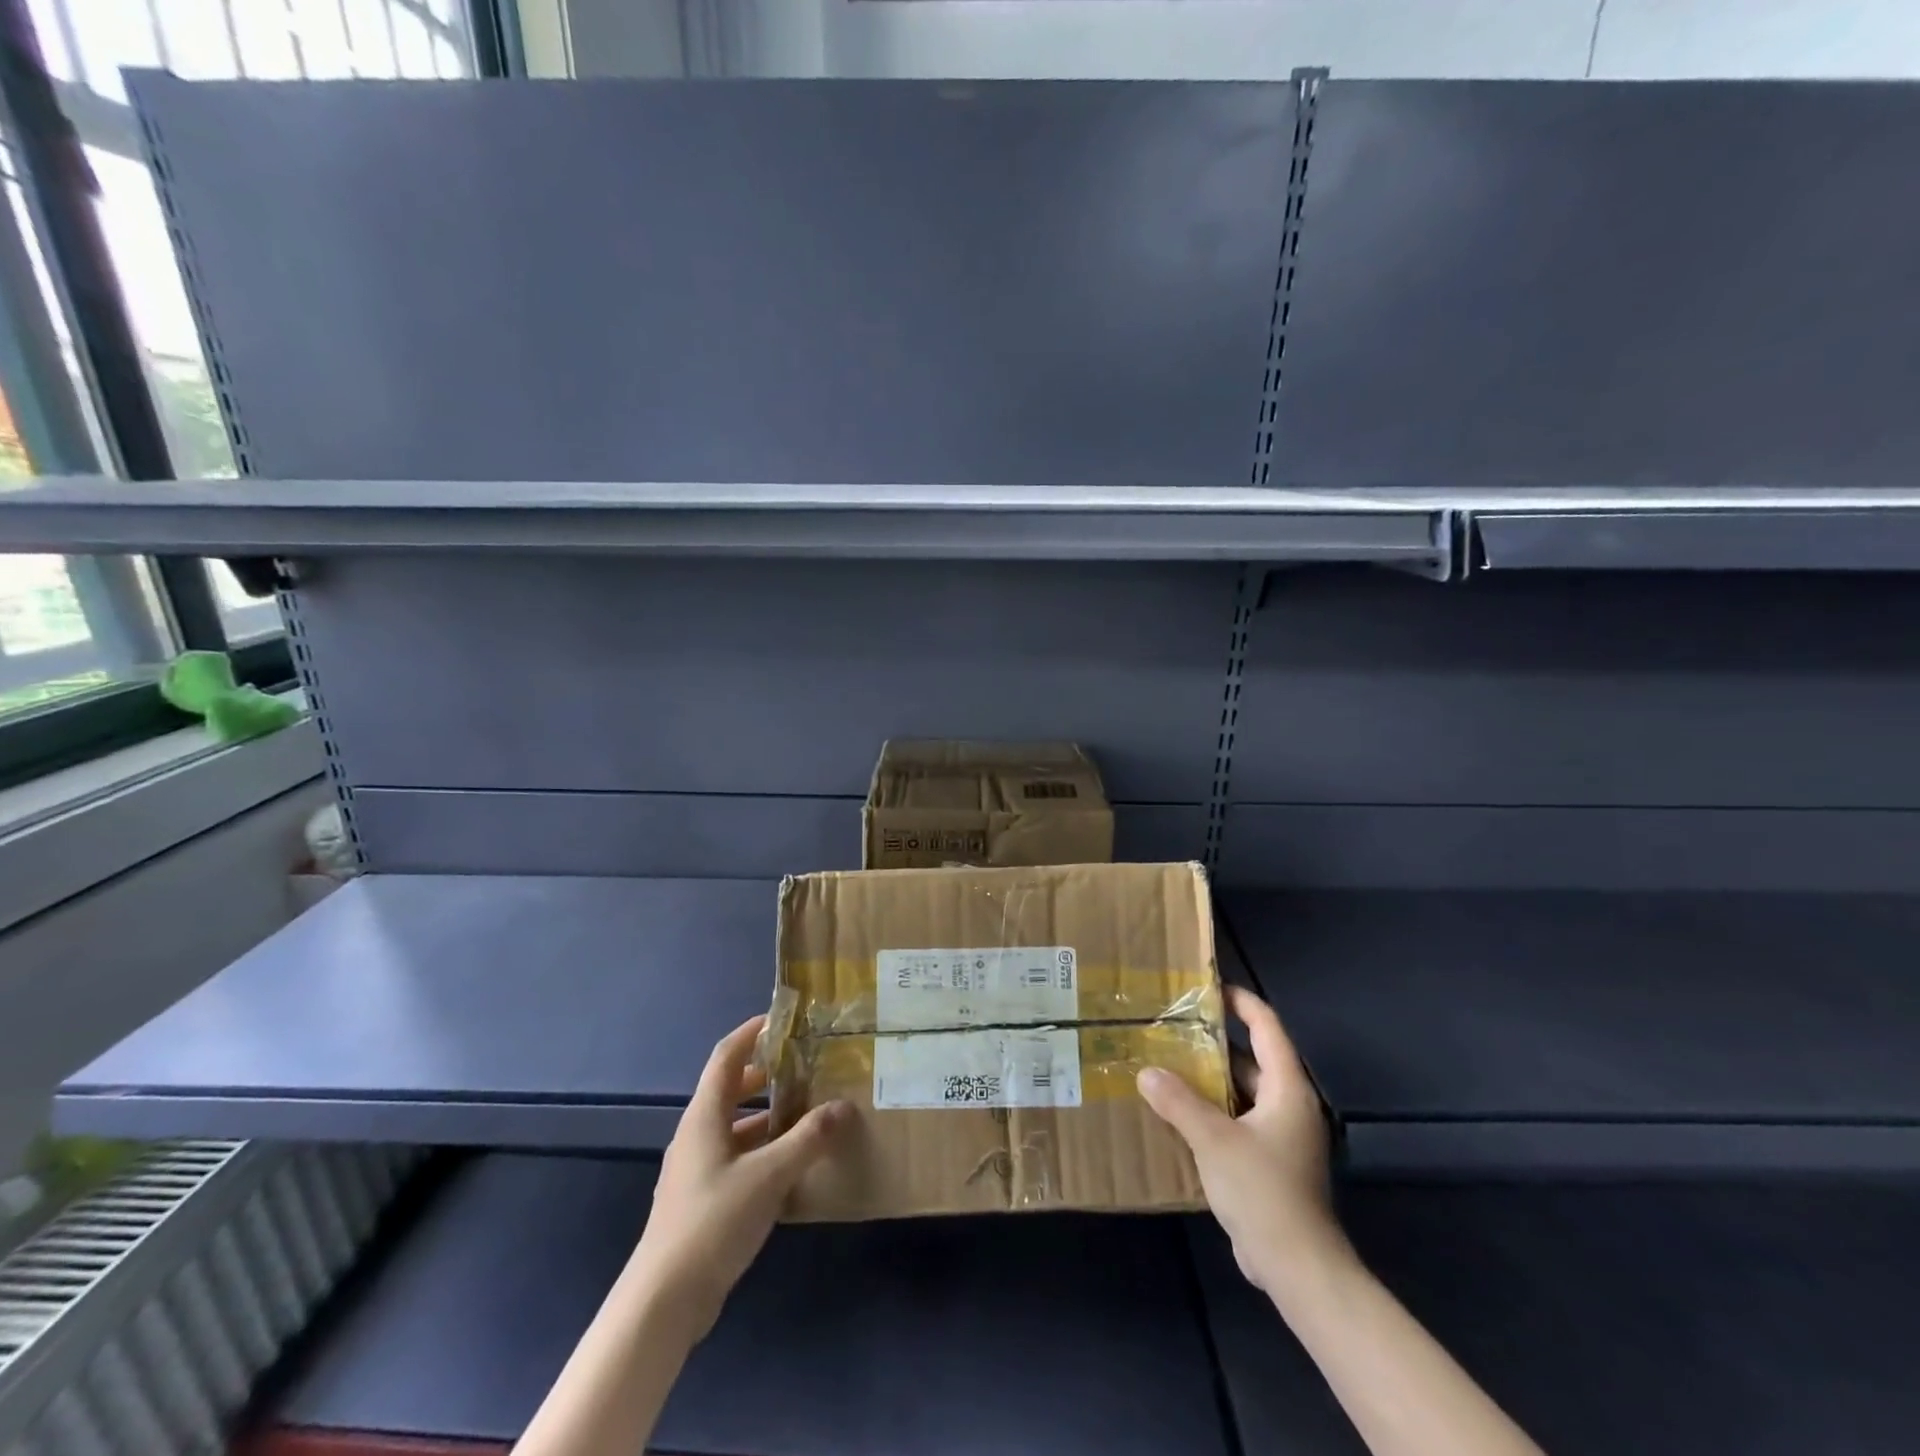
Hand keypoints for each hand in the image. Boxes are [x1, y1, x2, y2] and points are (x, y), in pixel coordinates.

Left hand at [629, 1016, 849, 1337]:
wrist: (664, 1301)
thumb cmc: (714, 1221)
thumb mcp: (770, 1175)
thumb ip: (808, 1139)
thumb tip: (844, 1107)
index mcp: (705, 1116)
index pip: (726, 1056)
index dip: (751, 1033)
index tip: (781, 1020)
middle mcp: (696, 1135)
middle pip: (729, 1090)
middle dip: (764, 1075)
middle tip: (803, 1068)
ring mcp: (696, 1170)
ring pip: (734, 1127)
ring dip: (766, 1117)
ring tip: (806, 1114)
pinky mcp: (701, 1201)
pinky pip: (735, 1159)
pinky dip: (761, 1151)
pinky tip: (790, 1167)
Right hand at [1137, 986, 1346, 1296]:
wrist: (1298, 1267)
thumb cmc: (1263, 1191)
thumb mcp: (1214, 1140)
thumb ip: (1179, 1101)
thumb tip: (1147, 1071)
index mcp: (1287, 1089)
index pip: (1267, 1027)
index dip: (1241, 1002)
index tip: (1208, 987)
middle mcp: (1288, 1105)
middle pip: (1252, 1058)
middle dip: (1214, 1041)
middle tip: (1174, 1025)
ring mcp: (1281, 1136)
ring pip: (1242, 1092)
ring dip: (1209, 1078)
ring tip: (1167, 1062)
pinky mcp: (1269, 1162)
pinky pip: (1238, 1120)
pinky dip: (1212, 1110)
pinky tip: (1178, 1111)